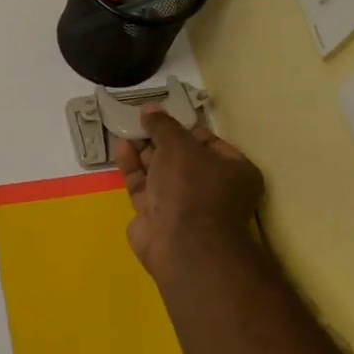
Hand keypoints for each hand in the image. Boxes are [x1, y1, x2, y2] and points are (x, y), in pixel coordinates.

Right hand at [113, 109, 266, 276]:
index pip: (206, 141)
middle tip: (136, 118)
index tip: (159, 113)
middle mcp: (210, 187)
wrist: (182, 244)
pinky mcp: (156, 216)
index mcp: (233, 170)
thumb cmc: (193, 187)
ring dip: (142, 150)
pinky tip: (121, 147)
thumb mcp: (179, 146)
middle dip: (158, 138)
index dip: (181, 126)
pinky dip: (133, 167)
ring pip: (159, 171)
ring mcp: (182, 204)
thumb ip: (163, 126)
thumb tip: (150, 109)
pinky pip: (144, 185)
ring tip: (124, 128)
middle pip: (180, 156)